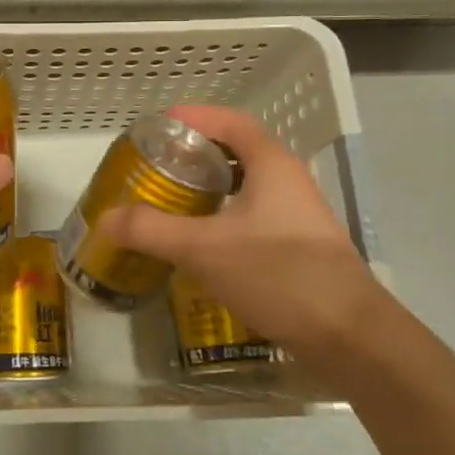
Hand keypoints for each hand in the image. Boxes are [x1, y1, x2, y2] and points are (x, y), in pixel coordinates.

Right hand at [99, 104, 399, 369]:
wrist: (349, 336)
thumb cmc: (278, 274)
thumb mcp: (203, 249)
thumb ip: (151, 230)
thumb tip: (105, 218)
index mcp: (271, 164)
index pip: (229, 121)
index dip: (193, 117)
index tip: (157, 126)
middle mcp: (287, 181)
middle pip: (236, 152)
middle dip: (194, 155)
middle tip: (155, 167)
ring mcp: (296, 216)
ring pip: (244, 188)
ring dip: (207, 190)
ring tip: (169, 203)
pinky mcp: (297, 248)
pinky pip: (251, 218)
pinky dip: (221, 219)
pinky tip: (198, 244)